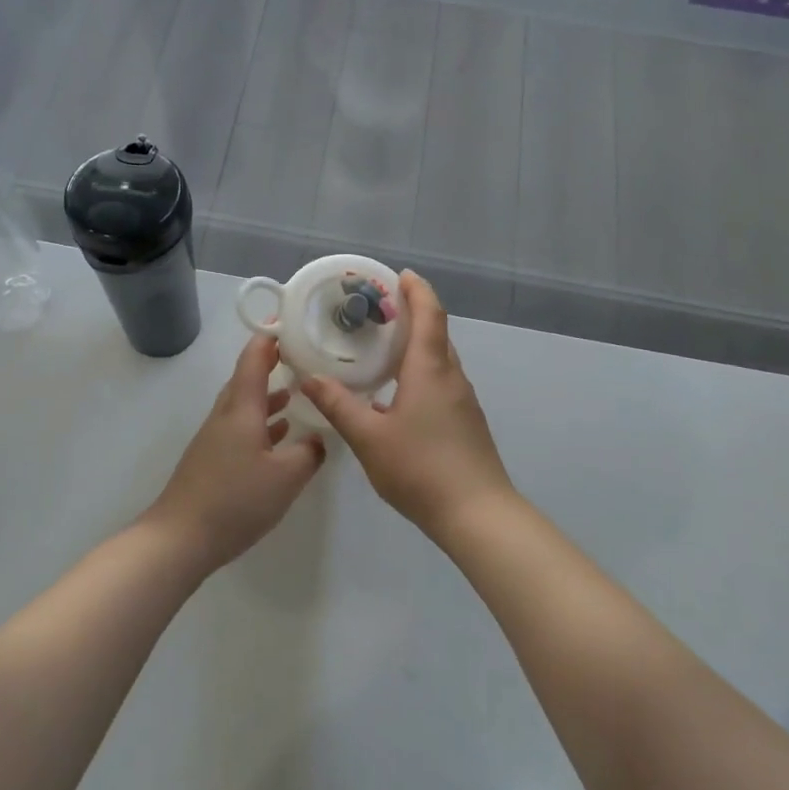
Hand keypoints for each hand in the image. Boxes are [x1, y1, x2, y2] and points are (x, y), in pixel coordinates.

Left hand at [144, 334, 325, 570]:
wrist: (179, 538)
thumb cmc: (235, 500)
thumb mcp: (286, 477)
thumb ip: (308, 453)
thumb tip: (317, 439)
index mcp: (241, 408)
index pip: (254, 358)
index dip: (271, 337)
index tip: (291, 322)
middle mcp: (226, 415)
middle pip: (247, 378)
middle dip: (273, 363)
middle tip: (303, 356)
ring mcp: (215, 438)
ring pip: (245, 405)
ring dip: (269, 395)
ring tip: (297, 392)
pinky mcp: (213, 460)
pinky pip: (241, 427)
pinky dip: (262, 422)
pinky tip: (279, 437)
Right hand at [299, 271, 514, 535]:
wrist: (478, 515)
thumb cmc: (421, 468)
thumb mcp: (369, 438)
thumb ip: (339, 405)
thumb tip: (310, 378)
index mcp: (430, 370)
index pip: (429, 314)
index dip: (417, 290)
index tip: (400, 275)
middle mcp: (451, 377)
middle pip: (436, 333)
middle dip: (413, 313)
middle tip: (379, 310)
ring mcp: (463, 400)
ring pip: (440, 359)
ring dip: (417, 343)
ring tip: (383, 346)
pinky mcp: (466, 422)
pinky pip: (442, 380)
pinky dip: (421, 369)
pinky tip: (398, 392)